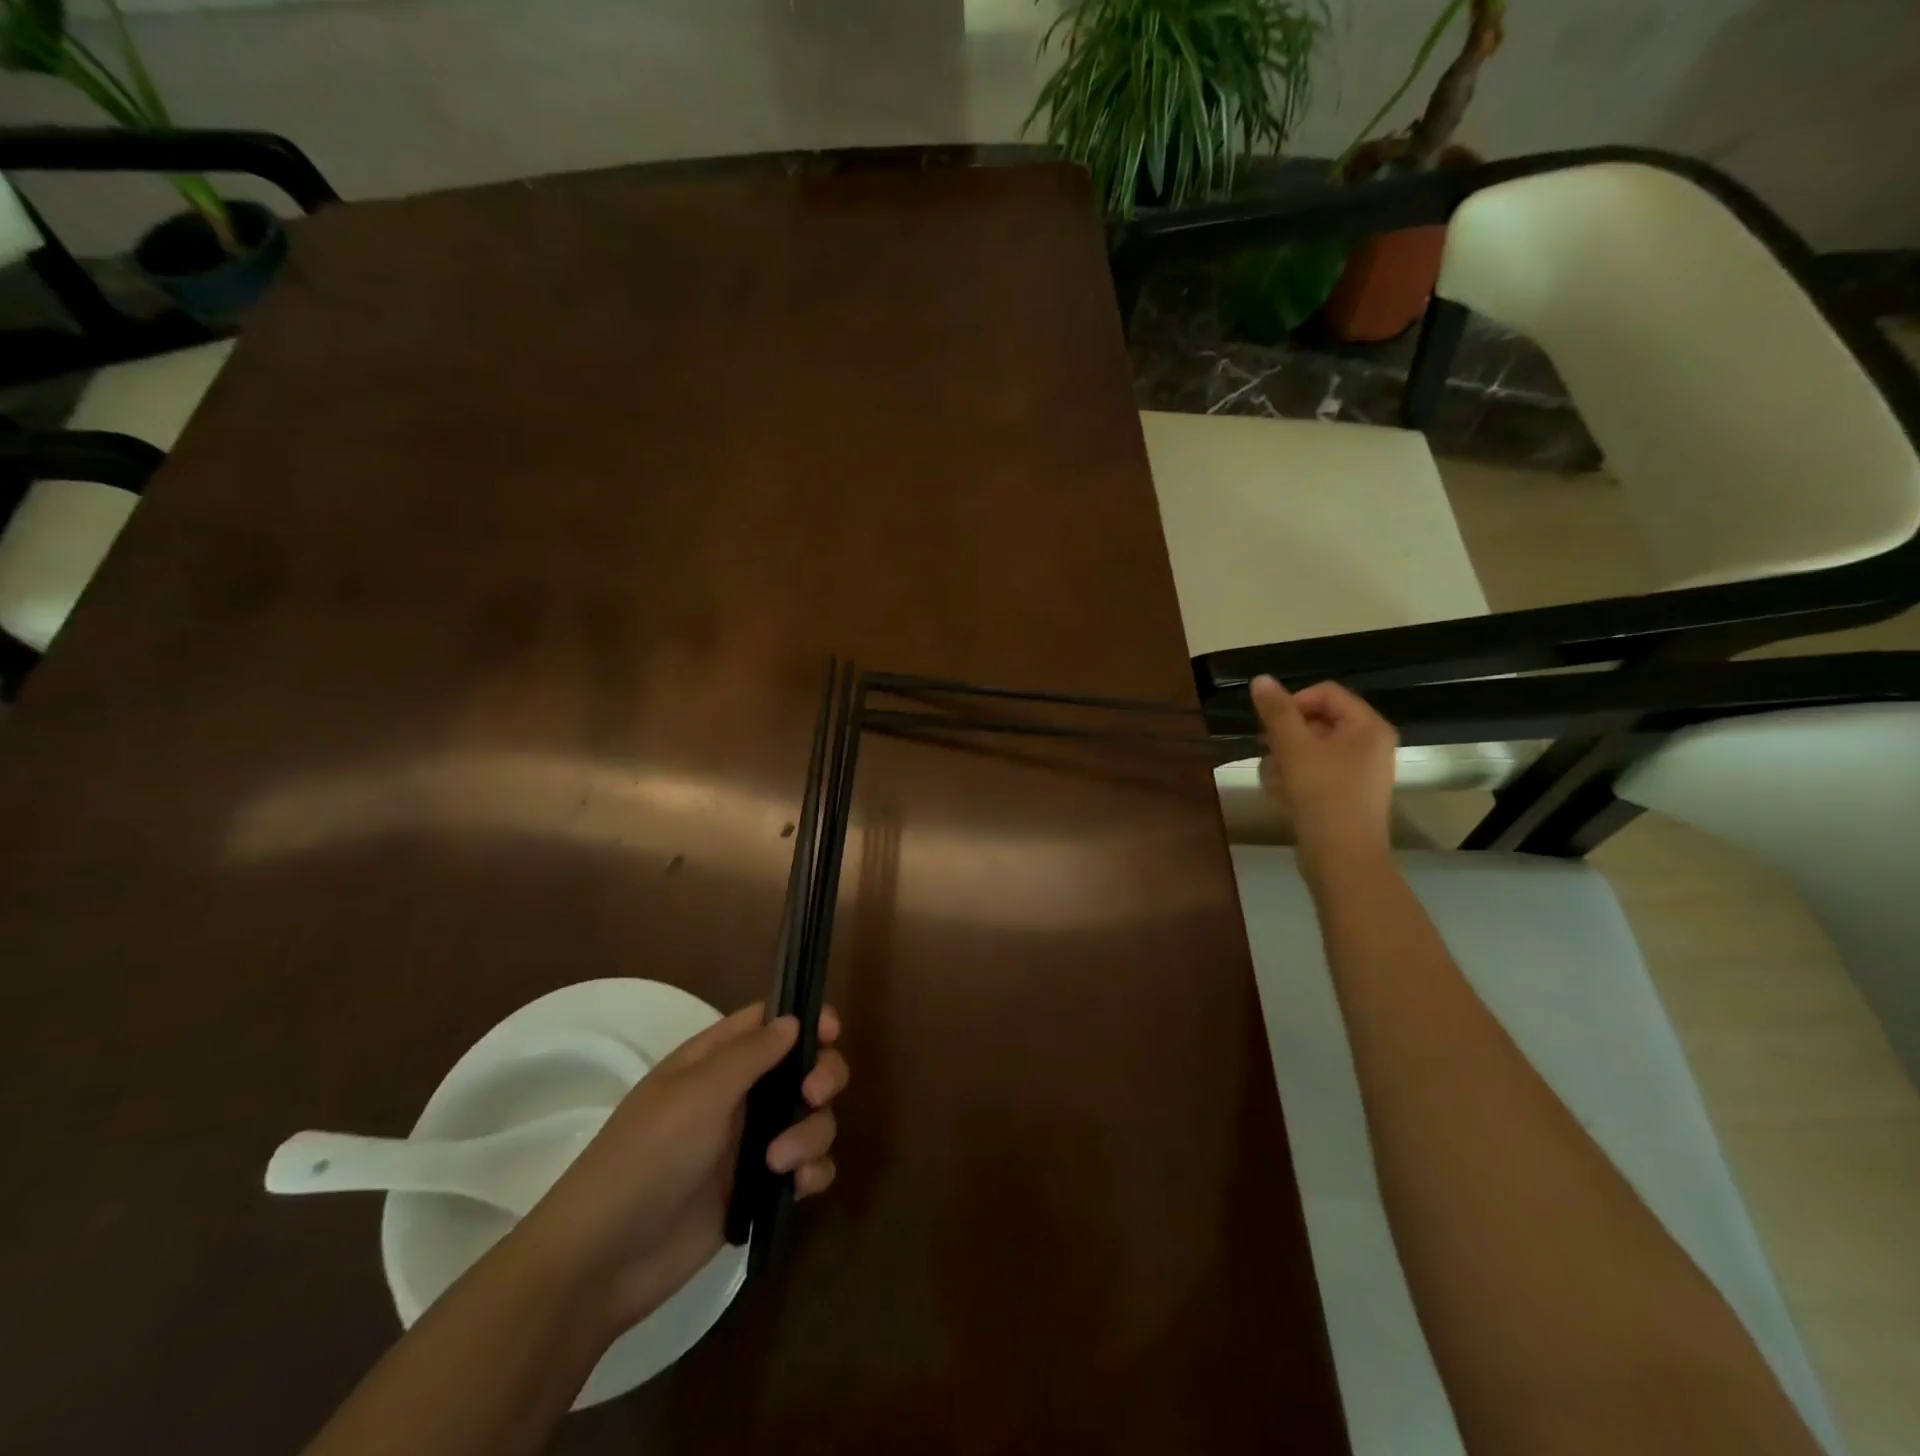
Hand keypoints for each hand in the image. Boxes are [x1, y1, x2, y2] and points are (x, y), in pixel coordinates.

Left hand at [520, 1004, 846, 1336]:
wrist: (604, 1260)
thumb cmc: (648, 1156)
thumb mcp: (698, 1093)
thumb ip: (751, 1053)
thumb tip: (794, 1020)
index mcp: (716, 1061)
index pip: (770, 1023)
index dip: (806, 1020)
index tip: (832, 1033)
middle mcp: (738, 1095)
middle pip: (804, 1067)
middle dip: (822, 1076)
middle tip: (813, 1094)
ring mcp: (750, 1144)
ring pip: (812, 1117)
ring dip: (812, 1132)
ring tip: (781, 1163)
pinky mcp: (759, 1190)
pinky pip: (808, 1166)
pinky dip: (813, 1171)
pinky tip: (798, 1186)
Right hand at [1251, 675, 1397, 873]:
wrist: (1341, 857)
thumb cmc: (1321, 795)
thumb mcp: (1293, 747)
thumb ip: (1277, 711)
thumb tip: (1261, 679)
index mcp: (1367, 727)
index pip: (1326, 693)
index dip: (1292, 702)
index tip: (1269, 726)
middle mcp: (1371, 745)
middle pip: (1317, 722)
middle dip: (1285, 737)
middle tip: (1267, 752)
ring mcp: (1360, 773)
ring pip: (1311, 750)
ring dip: (1284, 760)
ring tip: (1273, 781)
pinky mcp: (1347, 796)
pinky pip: (1315, 774)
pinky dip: (1295, 780)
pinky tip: (1281, 796)